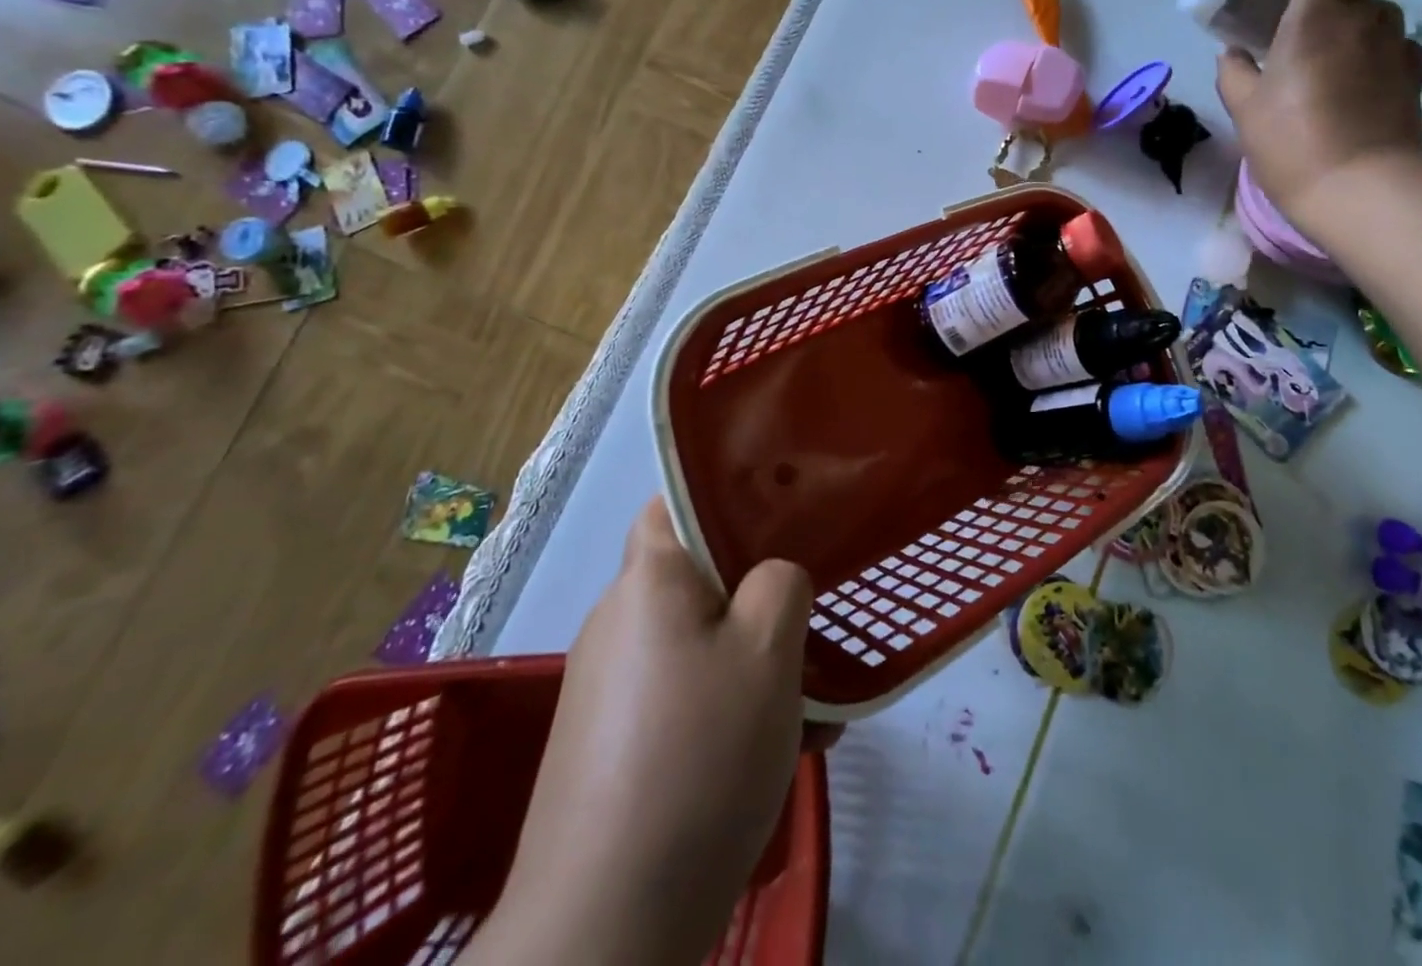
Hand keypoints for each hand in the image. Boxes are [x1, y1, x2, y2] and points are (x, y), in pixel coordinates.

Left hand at [479, 499, 811, 965]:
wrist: (605, 929)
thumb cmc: (698, 756)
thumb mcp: (768, 650)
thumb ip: (782, 583)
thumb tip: (772, 579)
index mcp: (648, 581)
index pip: (678, 502)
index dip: (731, 498)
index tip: (787, 521)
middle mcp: (619, 621)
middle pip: (700, 577)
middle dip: (761, 594)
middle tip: (813, 623)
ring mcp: (611, 687)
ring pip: (702, 643)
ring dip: (758, 662)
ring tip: (816, 706)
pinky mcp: (614, 743)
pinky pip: (686, 696)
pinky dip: (732, 708)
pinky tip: (782, 752)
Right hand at [1216, 0, 1421, 227]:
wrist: (1360, 188)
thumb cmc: (1291, 142)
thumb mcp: (1244, 108)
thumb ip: (1233, 72)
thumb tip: (1233, 54)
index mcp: (1316, 17)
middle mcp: (1362, 20)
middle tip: (1291, 26)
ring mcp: (1395, 46)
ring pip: (1374, 13)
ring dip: (1348, 21)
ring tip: (1324, 54)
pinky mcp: (1413, 75)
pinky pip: (1394, 45)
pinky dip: (1373, 49)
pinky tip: (1356, 77)